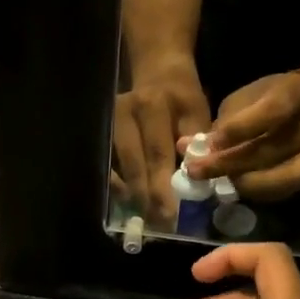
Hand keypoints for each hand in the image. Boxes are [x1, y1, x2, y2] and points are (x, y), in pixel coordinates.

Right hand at [112, 63, 211, 225]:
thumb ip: (198, 144)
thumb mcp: (198, 112)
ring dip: (132, 197)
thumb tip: (196, 181)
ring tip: (148, 218)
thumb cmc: (182, 98)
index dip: (163, 188)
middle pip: (134, 166)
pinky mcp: (101, 134)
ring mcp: (107, 125)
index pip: (157, 154)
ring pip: (117, 170)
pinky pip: (107, 169)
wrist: (158, 73)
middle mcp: (124, 114)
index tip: (171, 215)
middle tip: (160, 225)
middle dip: (147, 199)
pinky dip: (119, 188)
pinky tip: (132, 202)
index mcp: (152, 106)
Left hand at [181, 70, 299, 201]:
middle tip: (195, 171)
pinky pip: (280, 192)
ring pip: (278, 178)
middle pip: (269, 151)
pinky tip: (231, 187)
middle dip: (227, 164)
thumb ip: (221, 122)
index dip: (240, 129)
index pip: (272, 112)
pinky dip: (253, 192)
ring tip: (212, 182)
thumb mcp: (246, 97)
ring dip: (240, 183)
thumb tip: (185, 147)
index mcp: (296, 95)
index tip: (210, 142)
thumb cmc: (270, 97)